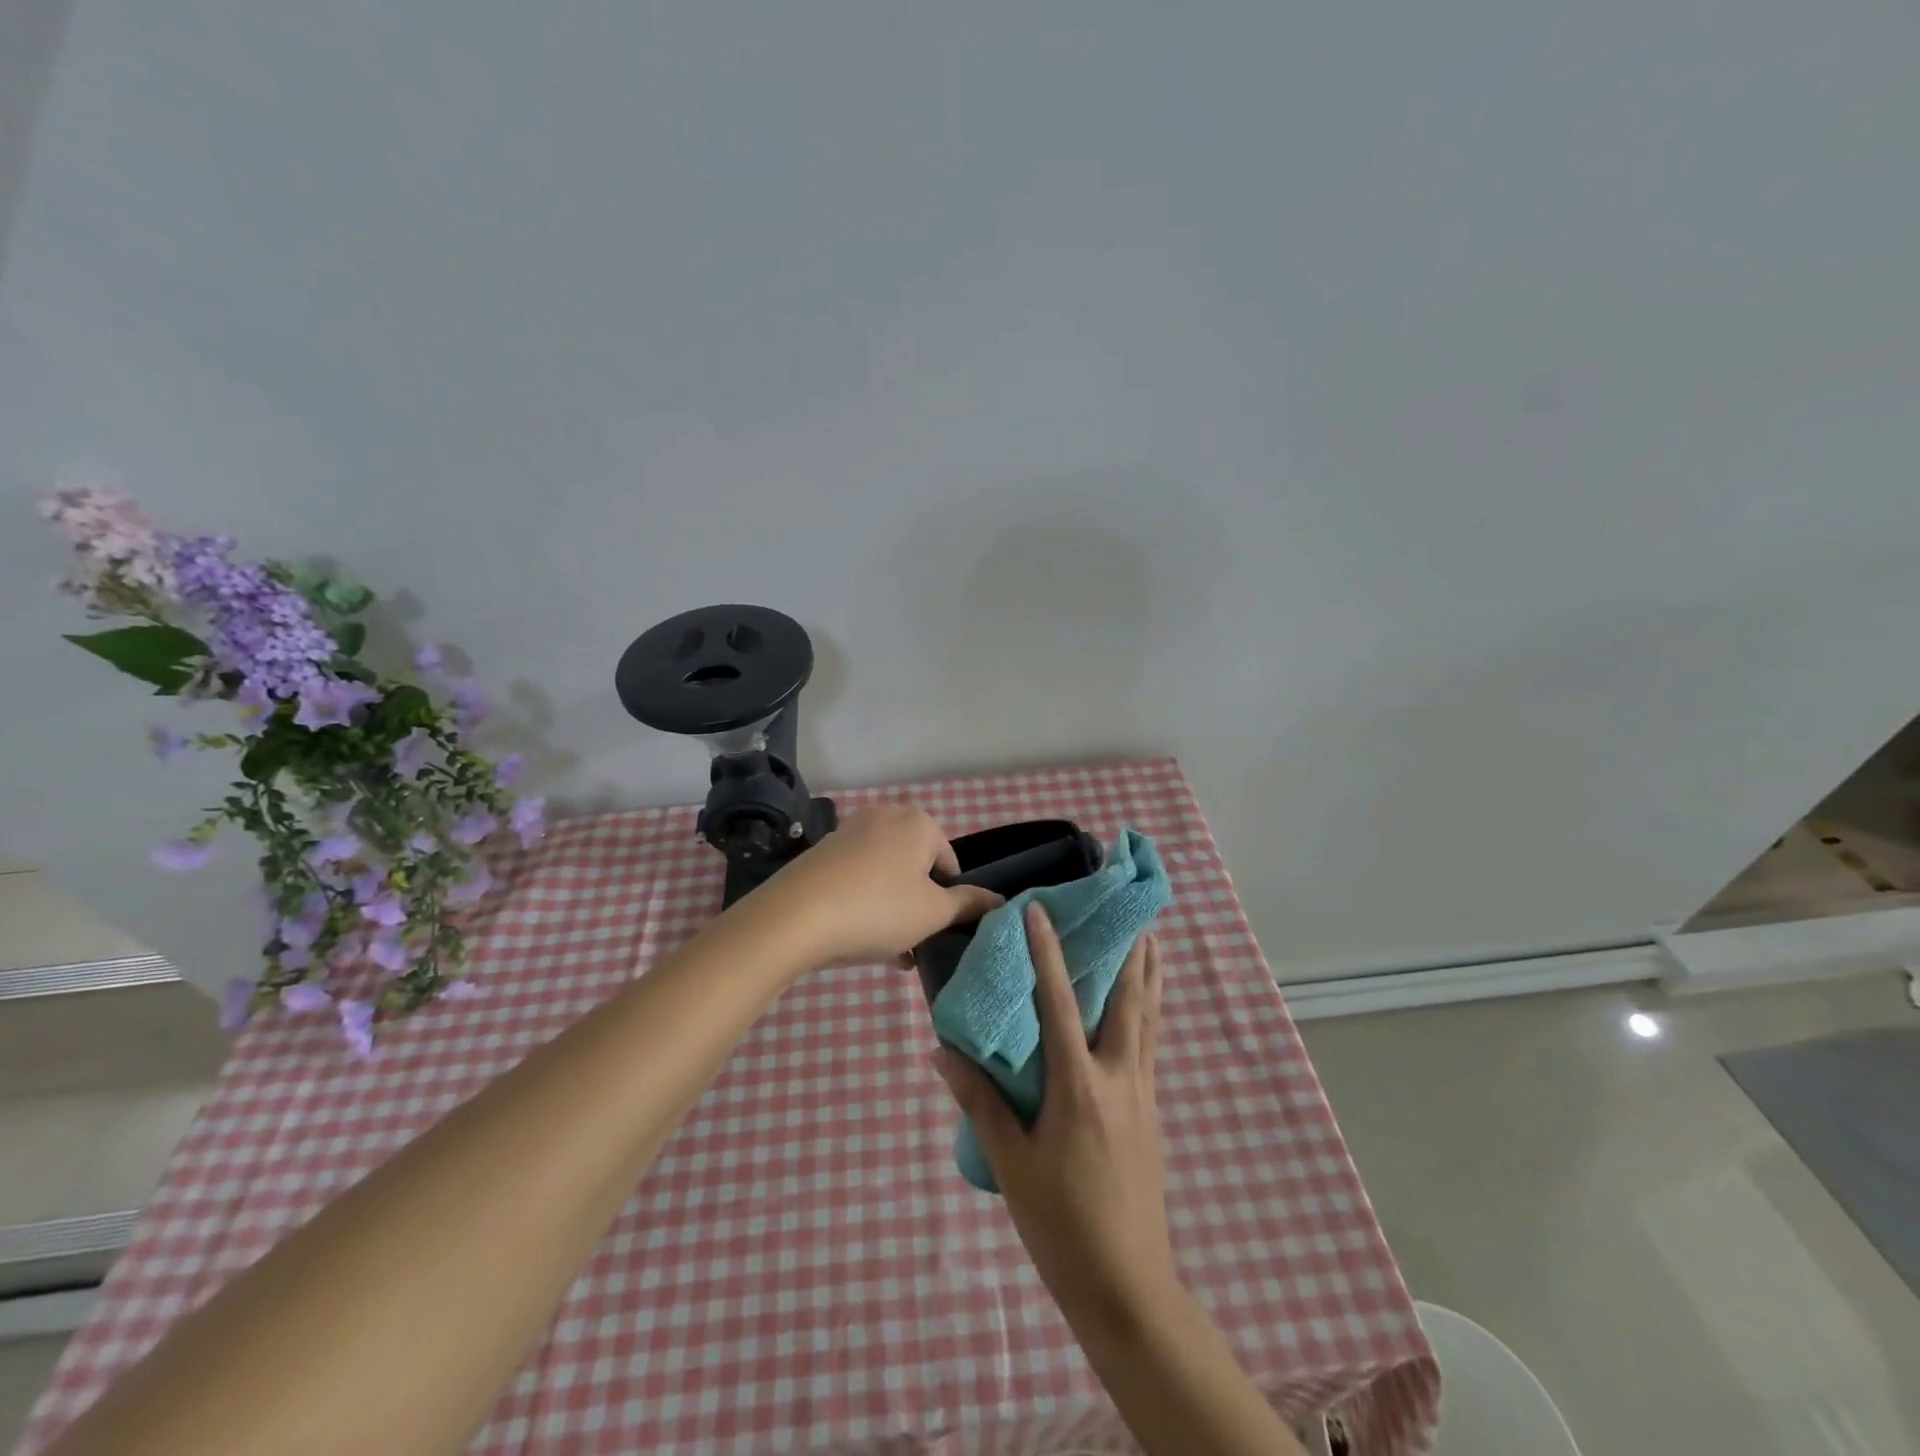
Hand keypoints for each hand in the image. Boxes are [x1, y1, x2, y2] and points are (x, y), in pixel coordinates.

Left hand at [753, 805, 1001, 968]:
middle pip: (916, 868)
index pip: (950, 863)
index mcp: (919, 823)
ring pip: (886, 876)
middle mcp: (885, 817)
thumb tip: (999, 899)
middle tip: (914, 943)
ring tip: (889, 952)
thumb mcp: (933, 913)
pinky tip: (859, 940)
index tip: (937, 931)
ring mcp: (849, 832)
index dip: (949, 900)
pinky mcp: (822, 853)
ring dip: (893, 911)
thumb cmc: (878, 909)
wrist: (795, 917)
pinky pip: (857, 879)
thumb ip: (969, 904)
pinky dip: (864, 904)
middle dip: (919, 906)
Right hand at [933, 903, 1175, 1333]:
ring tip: (1152, 941)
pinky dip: (1152, 1013)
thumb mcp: (1012, 1164)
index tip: (1041, 911)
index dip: (1048, 953)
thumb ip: (980, 1102)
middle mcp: (1118, 1078)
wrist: (1128, 1287)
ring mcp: (1142, 1095)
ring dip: (1150, 977)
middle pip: (1129, 1001)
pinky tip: (1149, 1008)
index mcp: (1079, 1086)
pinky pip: (1152, 1046)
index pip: (1060, 1002)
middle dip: (1129, 952)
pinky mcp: (1153, 1113)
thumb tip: (942, 1052)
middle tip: (1130, 912)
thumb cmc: (1062, 1225)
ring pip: (1150, 1020)